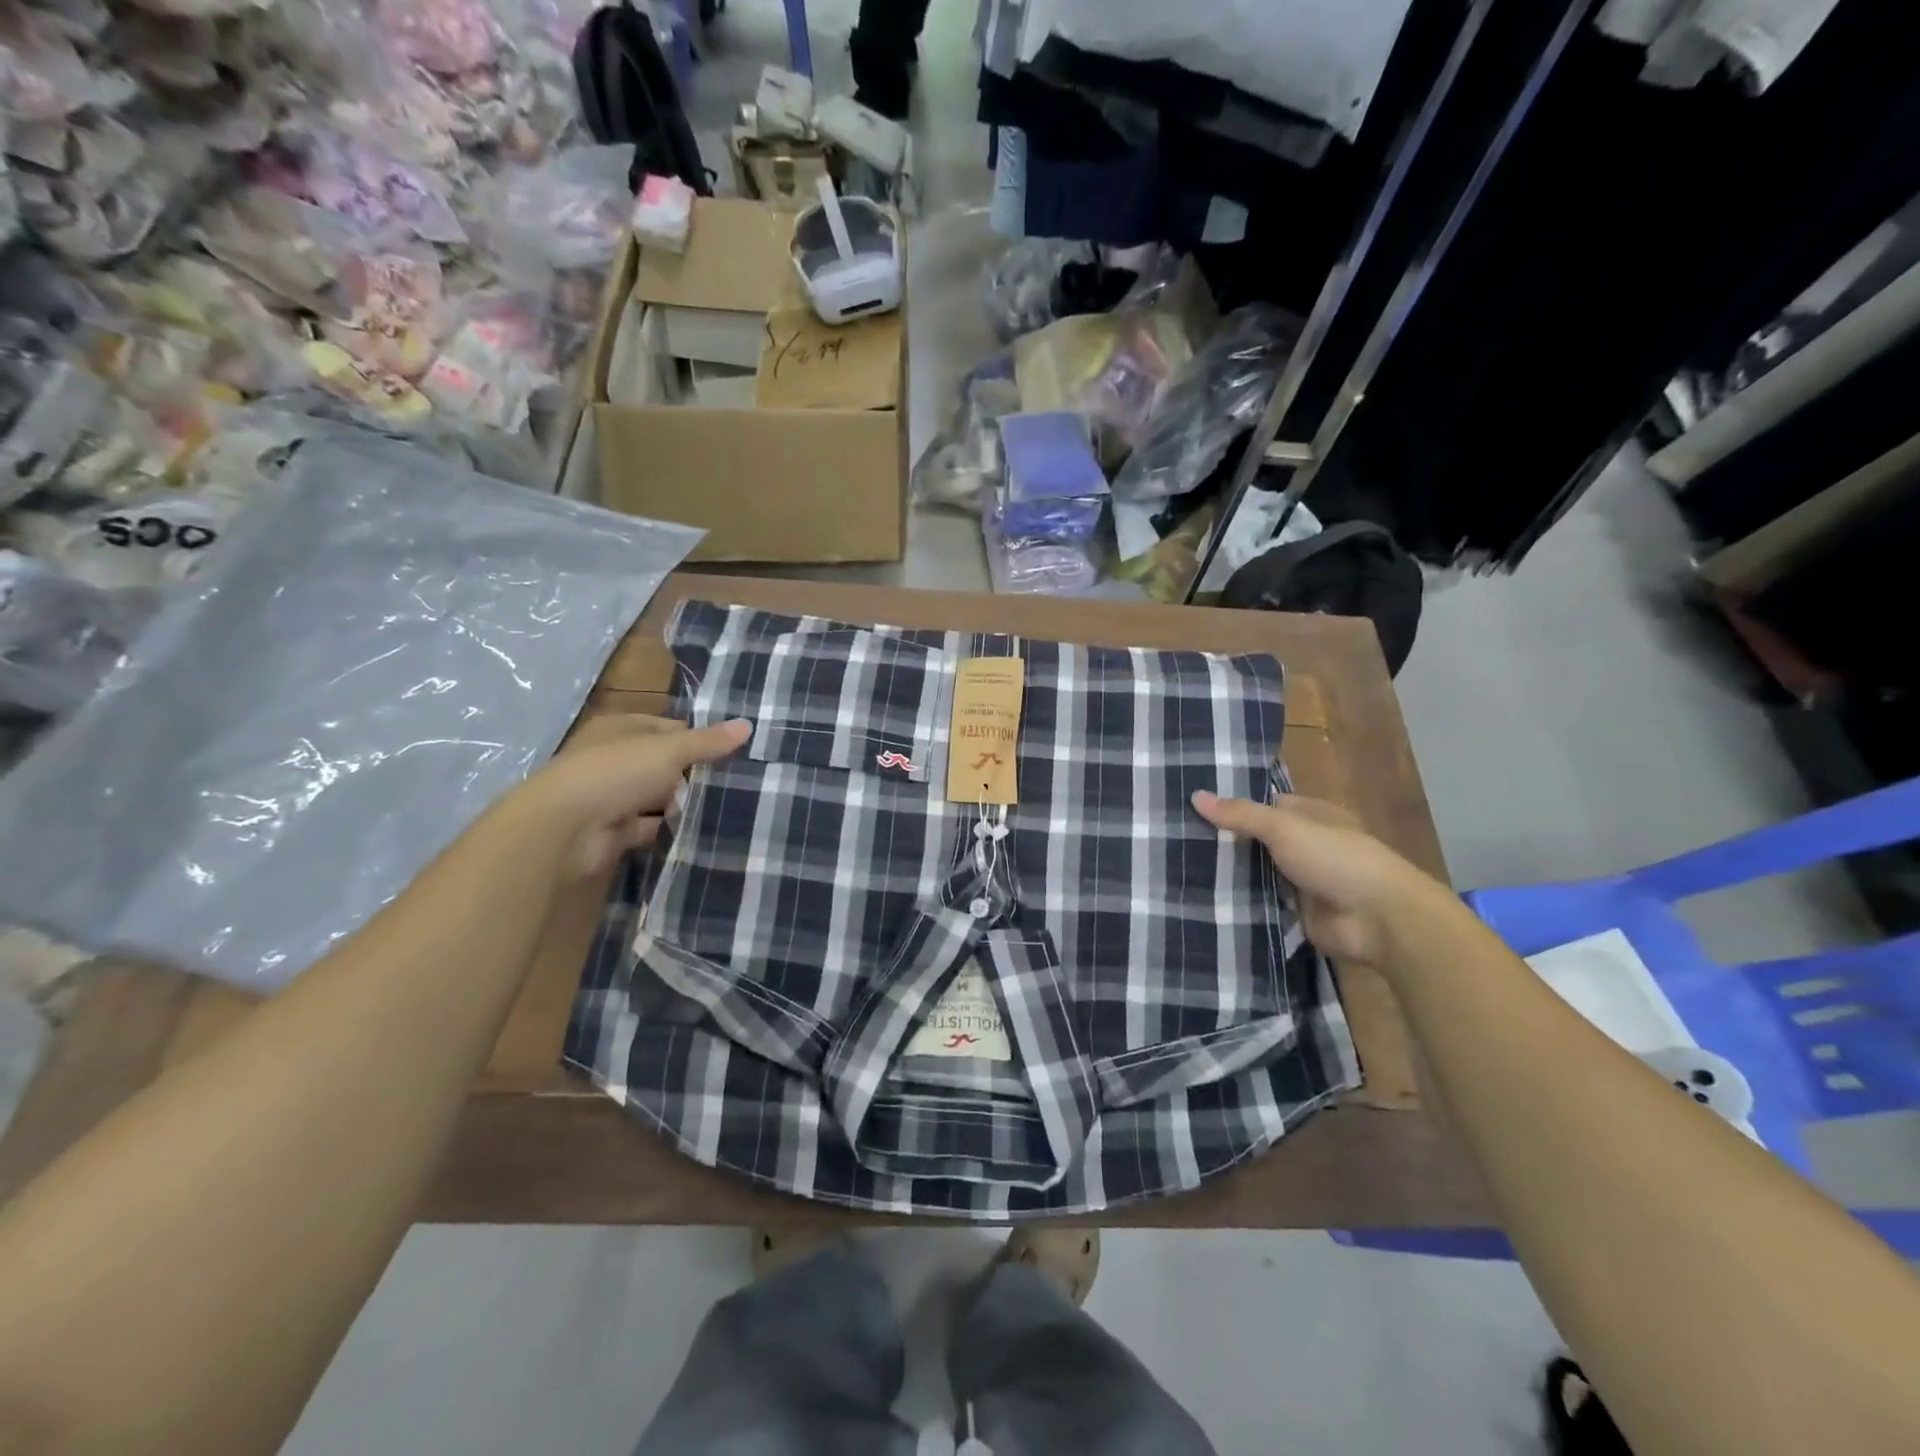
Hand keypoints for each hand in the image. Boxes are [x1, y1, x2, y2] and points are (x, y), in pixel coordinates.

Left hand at [514, 715, 751, 878]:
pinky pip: (649, 827)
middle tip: (738, 780)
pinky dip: (669, 829)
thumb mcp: (669, 750)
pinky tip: (701, 832)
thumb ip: (708, 741)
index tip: (734, 751)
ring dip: (683, 802)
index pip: (668, 727)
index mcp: (620, 728)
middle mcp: (613, 759)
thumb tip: (748, 725)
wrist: (564, 830)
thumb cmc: (615, 773)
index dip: (699, 737)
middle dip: (694, 772)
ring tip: (728, 807)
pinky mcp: (613, 831)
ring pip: (657, 796)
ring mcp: (611, 796)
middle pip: (663, 762)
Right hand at [1191, 790, 1453, 966]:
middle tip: (1177, 838)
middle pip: (1258, 841)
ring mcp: (1303, 881)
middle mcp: (1307, 845)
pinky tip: (1203, 898)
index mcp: (1312, 815)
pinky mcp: (1297, 912)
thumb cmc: (1336, 858)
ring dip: (1231, 874)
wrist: (1378, 919)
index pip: (1266, 804)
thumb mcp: (1284, 827)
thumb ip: (1240, 814)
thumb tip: (1195, 795)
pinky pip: (1261, 903)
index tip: (1192, 808)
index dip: (1233, 805)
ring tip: (1179, 867)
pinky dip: (1240, 902)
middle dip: (1226, 842)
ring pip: (1257, 873)